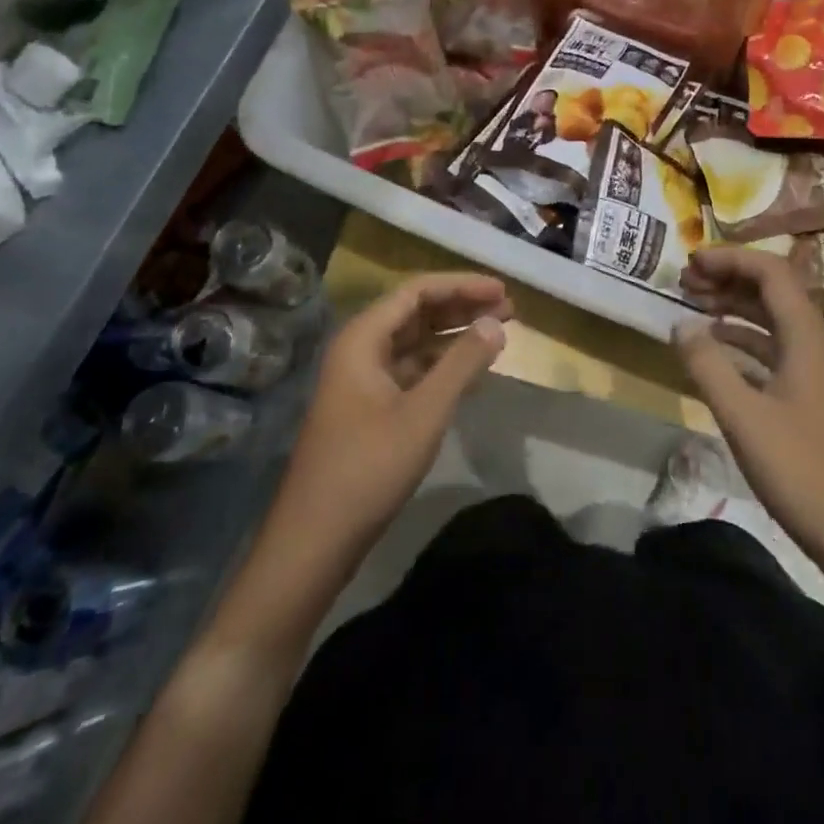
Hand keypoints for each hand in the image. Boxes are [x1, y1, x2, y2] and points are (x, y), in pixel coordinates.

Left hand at [265, 273, 511, 575]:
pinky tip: (470, 371)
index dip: (461, 285)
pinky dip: (442, 365)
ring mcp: (363, 380)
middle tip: (508, 309)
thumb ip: (462, 363)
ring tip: (497, 332)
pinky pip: (411, 370)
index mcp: (362, 338)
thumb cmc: (368, 467)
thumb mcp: (424, 412)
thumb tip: (495, 323)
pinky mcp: (369, 408)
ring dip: (454, 335)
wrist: (315, 539)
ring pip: (415, 342)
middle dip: (462, 307)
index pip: (417, 291)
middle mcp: (359, 350)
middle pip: (416, 312)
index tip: (501, 290)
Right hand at [674, 247, 823, 566]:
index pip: (772, 273)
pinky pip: (779, 348)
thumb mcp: (742, 416)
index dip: (731, 259)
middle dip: (729, 280)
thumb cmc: (799, 469)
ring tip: (694, 305)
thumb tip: (680, 325)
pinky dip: (747, 340)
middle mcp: (821, 343)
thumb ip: (707, 364)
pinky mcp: (818, 394)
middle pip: (775, 292)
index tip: (691, 262)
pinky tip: (719, 347)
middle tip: (685, 282)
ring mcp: (823, 369)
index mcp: (809, 338)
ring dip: (736, 308)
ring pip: (776, 320)